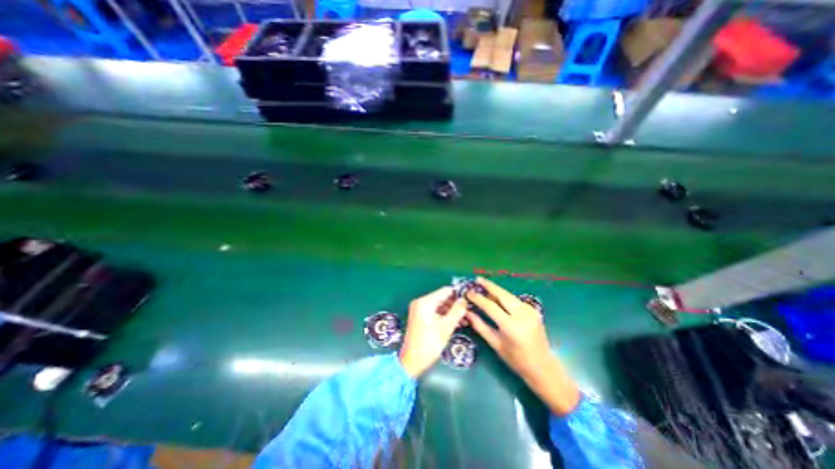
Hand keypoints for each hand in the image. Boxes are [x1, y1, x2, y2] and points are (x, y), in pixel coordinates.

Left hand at [399, 287, 467, 381]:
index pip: (445, 291)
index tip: (470, 298)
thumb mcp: (446, 327)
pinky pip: (436, 312)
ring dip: (452, 311)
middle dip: (456, 304)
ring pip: (440, 305)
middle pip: (443, 298)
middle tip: (470, 310)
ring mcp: (420, 310)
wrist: (412, 362)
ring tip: (466, 318)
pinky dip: (446, 316)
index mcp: (425, 302)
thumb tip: (464, 299)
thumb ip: (457, 311)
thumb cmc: (429, 344)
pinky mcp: (421, 317)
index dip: (458, 294)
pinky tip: (457, 322)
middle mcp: (421, 302)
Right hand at [467, 277, 577, 414]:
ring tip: (484, 285)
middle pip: (502, 295)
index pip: (490, 306)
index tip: (468, 292)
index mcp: (511, 327)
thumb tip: (467, 312)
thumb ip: (480, 326)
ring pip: (509, 295)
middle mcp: (522, 315)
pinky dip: (505, 297)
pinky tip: (497, 297)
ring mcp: (530, 311)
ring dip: (496, 290)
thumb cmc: (516, 359)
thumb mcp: (495, 344)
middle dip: (489, 285)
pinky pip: (515, 300)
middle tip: (477, 279)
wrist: (543, 366)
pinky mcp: (534, 310)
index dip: (478, 298)